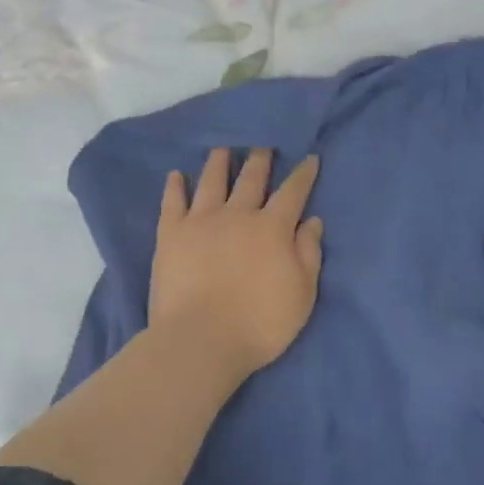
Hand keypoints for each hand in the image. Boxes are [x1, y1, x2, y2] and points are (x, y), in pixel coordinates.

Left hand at [149, 148, 324, 375]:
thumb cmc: (260, 323)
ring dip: (219, 163)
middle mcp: (237, 214)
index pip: (293, 192)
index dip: (303, 175)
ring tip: (222, 149)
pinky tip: (176, 175)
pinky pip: (173, 202)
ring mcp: (201, 221)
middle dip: (260, 160)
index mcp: (272, 227)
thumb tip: (312, 220)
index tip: (309, 158)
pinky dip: (175, 187)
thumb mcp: (302, 293)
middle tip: (262, 145)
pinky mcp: (171, 234)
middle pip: (251, 179)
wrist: (202, 338)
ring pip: (212, 182)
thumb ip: (309, 253)